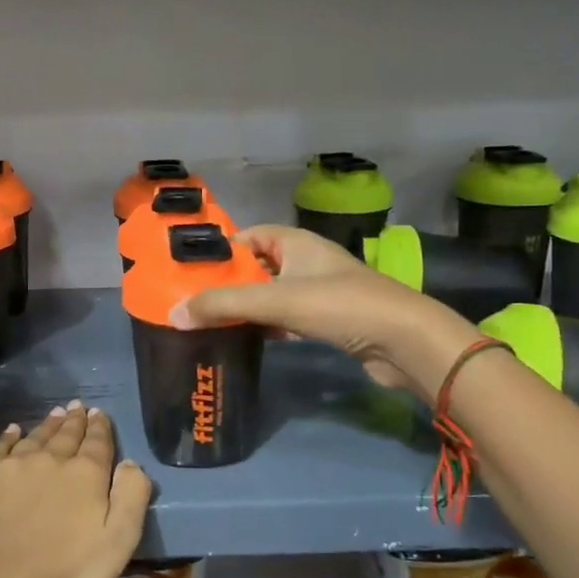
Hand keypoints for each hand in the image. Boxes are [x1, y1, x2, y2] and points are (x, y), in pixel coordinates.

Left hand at [0, 403, 153, 577]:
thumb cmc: (66, 575)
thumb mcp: (118, 544)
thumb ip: (131, 498)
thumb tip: (131, 463)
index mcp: (85, 474)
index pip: (97, 442)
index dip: (100, 427)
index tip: (99, 414)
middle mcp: (50, 460)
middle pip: (66, 435)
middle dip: (74, 421)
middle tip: (77, 407)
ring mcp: (11, 467)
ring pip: (34, 437)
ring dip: (47, 425)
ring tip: (55, 413)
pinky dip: (8, 437)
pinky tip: (12, 431)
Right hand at [172, 224, 477, 399]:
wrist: (404, 341)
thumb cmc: (339, 305)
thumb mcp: (276, 300)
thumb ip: (224, 305)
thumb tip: (174, 314)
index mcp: (296, 242)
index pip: (250, 236)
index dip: (223, 251)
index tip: (192, 272)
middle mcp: (307, 261)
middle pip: (258, 267)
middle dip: (230, 283)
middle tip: (195, 302)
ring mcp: (320, 291)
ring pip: (273, 295)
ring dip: (248, 308)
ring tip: (212, 323)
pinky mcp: (330, 320)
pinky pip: (288, 318)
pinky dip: (269, 326)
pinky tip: (250, 340)